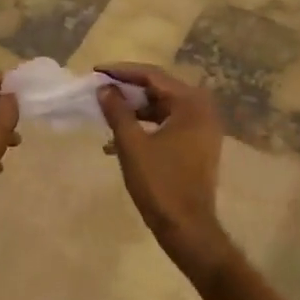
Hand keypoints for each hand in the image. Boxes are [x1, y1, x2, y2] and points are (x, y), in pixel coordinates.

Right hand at [97, 62, 231, 276]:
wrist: (187, 228)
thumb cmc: (160, 183)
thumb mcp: (132, 144)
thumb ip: (117, 111)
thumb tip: (104, 88)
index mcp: (191, 105)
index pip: (153, 76)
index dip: (122, 71)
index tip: (97, 71)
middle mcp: (202, 111)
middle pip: (160, 89)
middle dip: (128, 89)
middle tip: (102, 88)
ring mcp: (202, 130)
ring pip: (163, 107)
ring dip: (135, 109)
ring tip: (107, 112)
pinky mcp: (197, 146)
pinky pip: (168, 124)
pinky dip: (146, 125)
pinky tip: (120, 138)